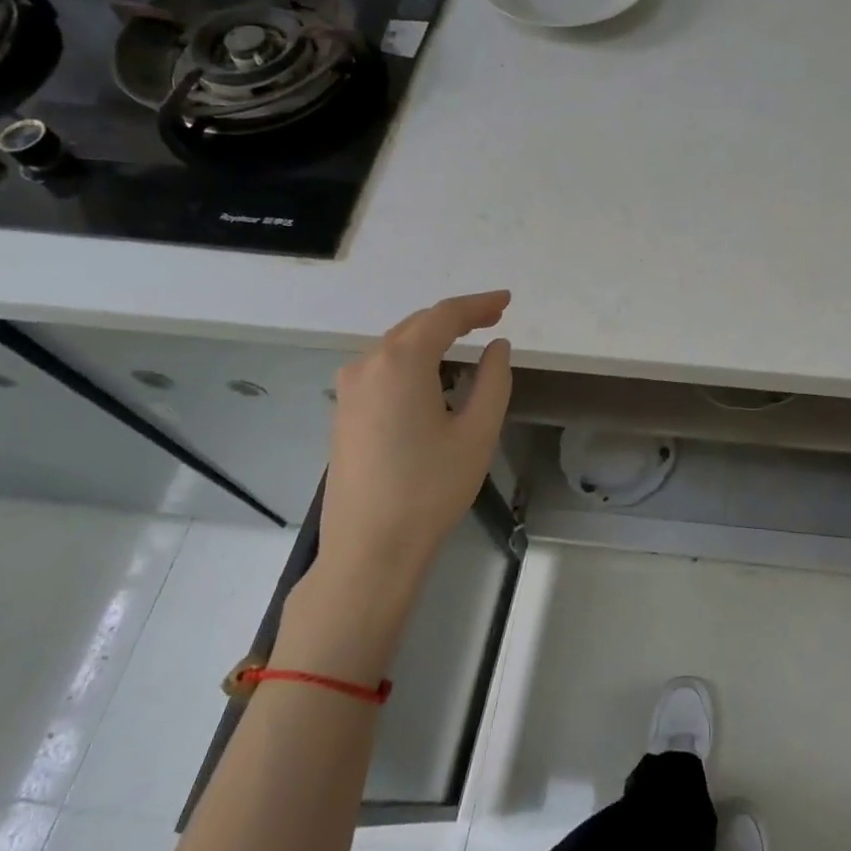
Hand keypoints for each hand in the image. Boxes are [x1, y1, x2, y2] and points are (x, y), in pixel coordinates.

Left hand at [316, 290, 513, 585]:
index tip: (506, 301)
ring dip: (433, 338)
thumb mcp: (477, 433)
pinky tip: (433, 376)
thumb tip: (497, 347)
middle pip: (416, 325)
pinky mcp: (344, 412)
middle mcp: (367, 365)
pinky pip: (382, 368)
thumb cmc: (429, 489)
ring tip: (468, 343)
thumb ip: (493, 380)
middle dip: (456, 318)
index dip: (478, 305)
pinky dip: (413, 360)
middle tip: (494, 318)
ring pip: (396, 345)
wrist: (369, 549)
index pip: (443, 317)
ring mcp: (349, 390)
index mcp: (400, 363)